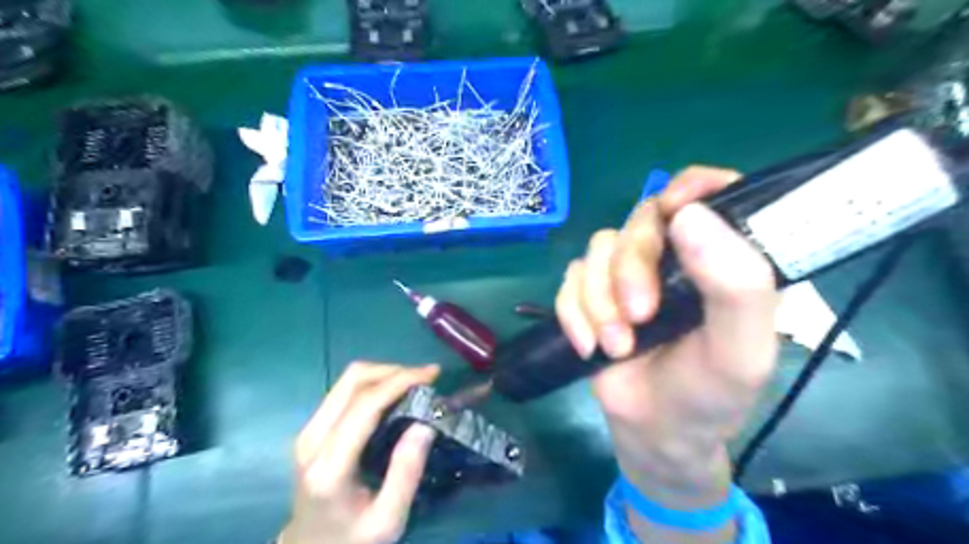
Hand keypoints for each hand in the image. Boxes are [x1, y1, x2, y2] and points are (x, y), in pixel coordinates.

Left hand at [281, 362, 439, 543]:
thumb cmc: (352, 539)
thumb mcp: (388, 520)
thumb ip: (406, 473)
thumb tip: (425, 425)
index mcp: (329, 467)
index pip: (364, 406)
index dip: (399, 381)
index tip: (432, 374)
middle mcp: (311, 440)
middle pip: (351, 381)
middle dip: (393, 370)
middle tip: (426, 378)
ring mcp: (307, 431)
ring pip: (347, 380)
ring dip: (384, 373)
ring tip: (414, 383)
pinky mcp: (311, 428)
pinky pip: (344, 390)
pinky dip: (373, 383)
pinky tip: (394, 393)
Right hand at [557, 166, 777, 514]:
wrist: (654, 432)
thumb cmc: (709, 394)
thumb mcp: (741, 352)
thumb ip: (737, 286)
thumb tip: (689, 216)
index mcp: (720, 259)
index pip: (712, 194)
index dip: (691, 188)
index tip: (674, 210)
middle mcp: (672, 256)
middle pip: (641, 220)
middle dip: (631, 268)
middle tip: (638, 316)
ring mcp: (626, 273)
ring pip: (598, 249)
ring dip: (600, 300)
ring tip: (617, 346)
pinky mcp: (591, 293)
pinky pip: (569, 279)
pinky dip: (574, 312)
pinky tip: (589, 346)